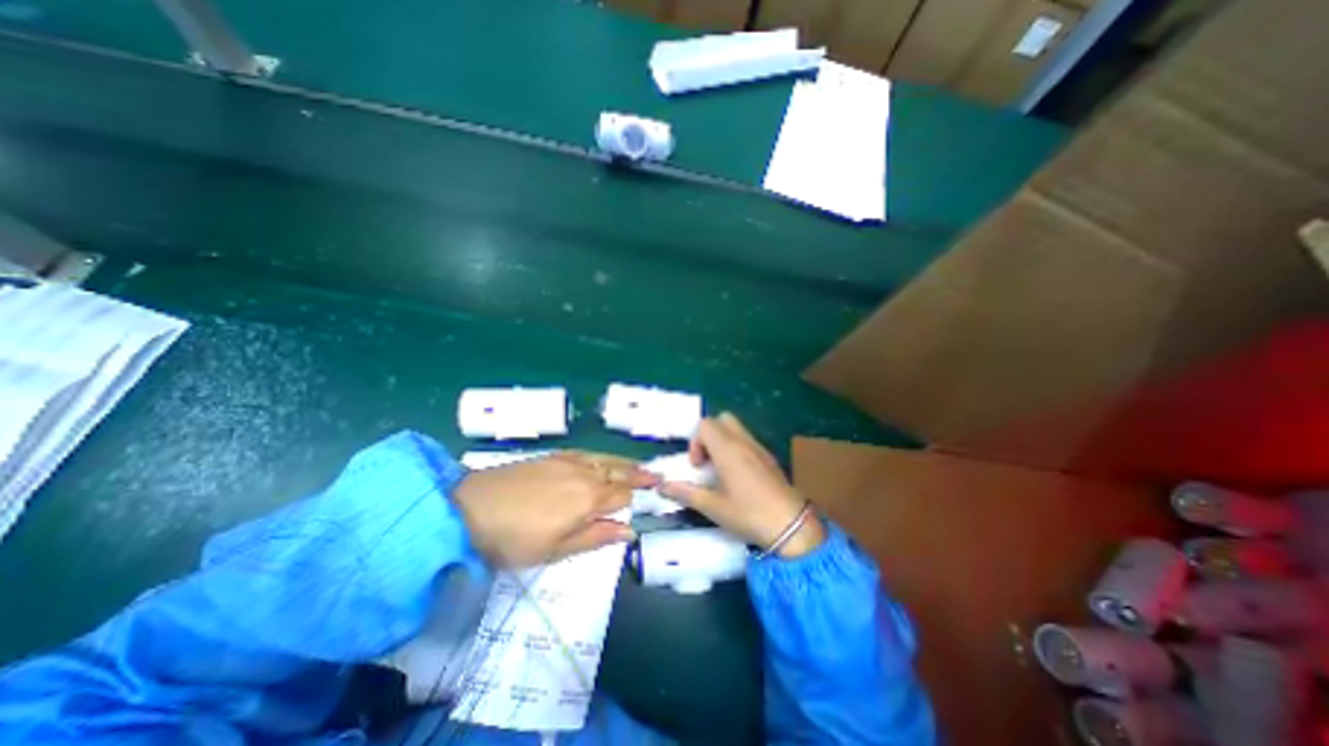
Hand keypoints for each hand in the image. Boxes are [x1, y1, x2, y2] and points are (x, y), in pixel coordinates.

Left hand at [452, 451, 659, 567]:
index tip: (652, 496)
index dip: (636, 498)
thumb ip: (596, 537)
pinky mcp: (553, 456)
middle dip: (639, 474)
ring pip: (606, 459)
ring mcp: (568, 461)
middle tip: (656, 475)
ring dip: (624, 463)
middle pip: (619, 471)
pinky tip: (602, 458)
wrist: (469, 509)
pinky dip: (602, 456)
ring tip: (637, 465)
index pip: (623, 495)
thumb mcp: (556, 550)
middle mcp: (585, 474)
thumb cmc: (514, 539)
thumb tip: (630, 532)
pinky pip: (587, 452)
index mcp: (589, 498)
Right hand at [663, 412, 826, 557]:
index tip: (697, 466)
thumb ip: (685, 493)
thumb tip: (662, 486)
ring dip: (723, 441)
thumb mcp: (713, 507)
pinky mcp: (769, 456)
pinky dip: (737, 447)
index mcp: (728, 449)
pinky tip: (739, 476)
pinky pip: (747, 440)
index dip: (695, 442)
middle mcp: (743, 442)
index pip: (705, 424)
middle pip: (722, 419)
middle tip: (707, 461)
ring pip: (736, 428)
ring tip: (721, 469)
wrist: (792, 526)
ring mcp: (759, 447)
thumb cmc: (749, 514)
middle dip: (709, 435)